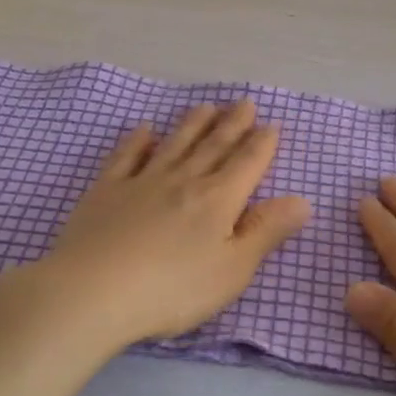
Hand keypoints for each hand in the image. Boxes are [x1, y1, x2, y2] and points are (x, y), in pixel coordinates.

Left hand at [19, 99, 311, 350]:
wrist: (93, 292)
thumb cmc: (173, 289)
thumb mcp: (232, 269)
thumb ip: (266, 232)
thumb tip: (302, 200)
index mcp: (218, 200)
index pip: (247, 164)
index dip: (262, 144)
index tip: (272, 125)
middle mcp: (184, 180)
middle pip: (213, 146)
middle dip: (233, 124)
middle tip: (244, 103)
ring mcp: (142, 181)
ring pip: (174, 144)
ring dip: (193, 124)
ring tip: (206, 106)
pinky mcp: (106, 191)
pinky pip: (126, 156)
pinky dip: (137, 140)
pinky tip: (143, 130)